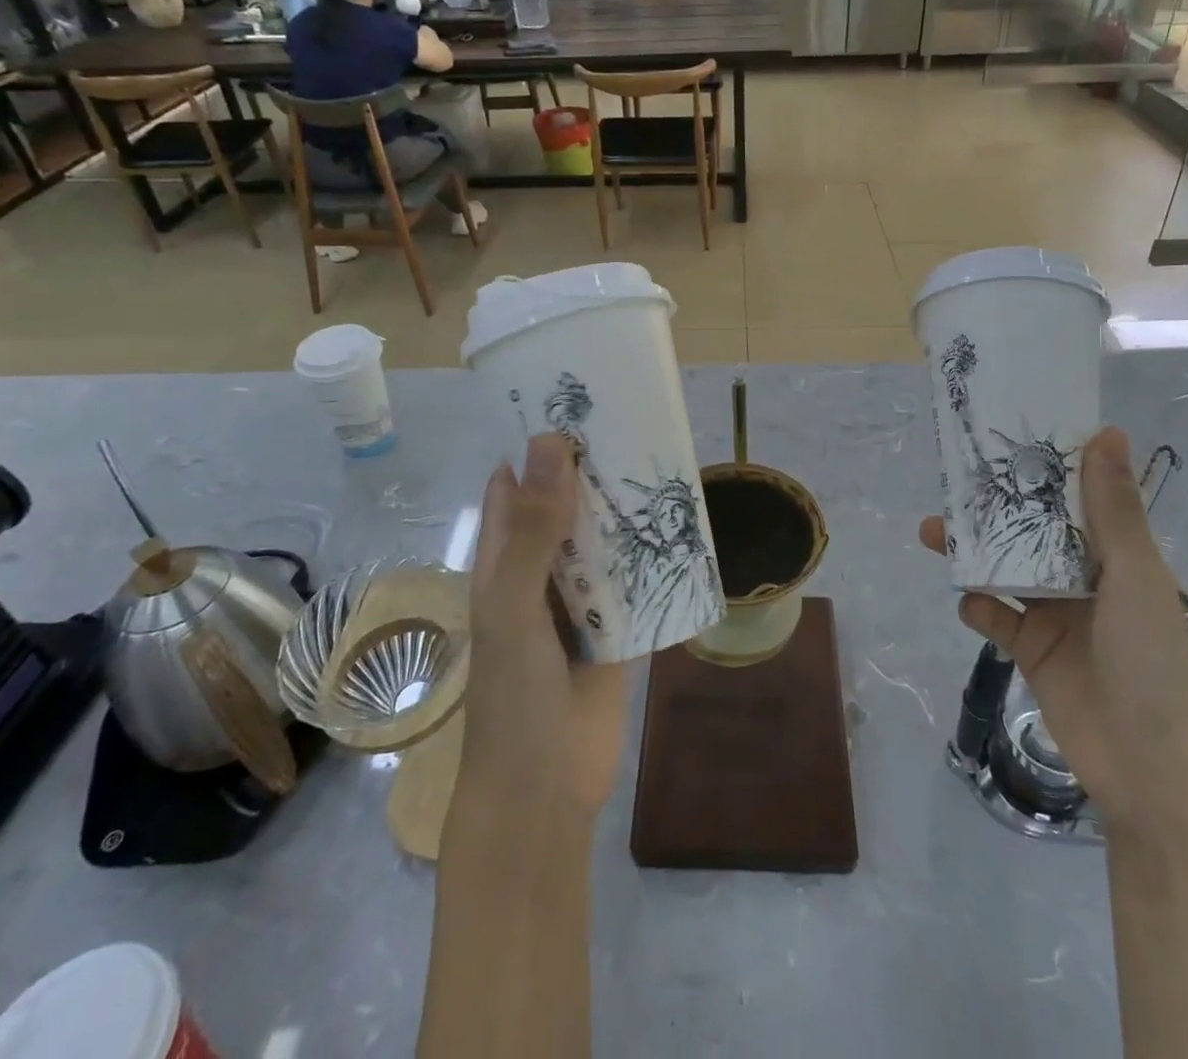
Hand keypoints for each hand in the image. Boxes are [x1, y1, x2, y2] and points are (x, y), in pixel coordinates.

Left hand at [463, 433, 627, 815]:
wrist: (545, 789)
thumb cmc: (512, 694)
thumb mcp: (513, 604)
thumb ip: (533, 528)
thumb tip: (552, 442)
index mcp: (503, 556)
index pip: (516, 482)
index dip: (538, 442)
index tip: (576, 398)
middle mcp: (541, 567)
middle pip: (567, 503)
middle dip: (594, 467)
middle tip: (636, 418)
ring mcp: (580, 596)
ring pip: (605, 536)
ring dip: (627, 506)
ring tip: (665, 457)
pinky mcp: (617, 623)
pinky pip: (636, 576)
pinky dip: (653, 552)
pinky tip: (684, 524)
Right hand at [923, 426, 1187, 832]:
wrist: (1147, 767)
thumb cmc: (1152, 662)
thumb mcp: (1134, 578)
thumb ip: (1112, 510)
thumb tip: (1107, 431)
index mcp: (1117, 557)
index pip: (1076, 499)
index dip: (1045, 468)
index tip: (1008, 436)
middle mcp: (1082, 578)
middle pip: (1030, 530)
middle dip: (993, 508)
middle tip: (953, 482)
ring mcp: (1053, 614)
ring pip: (1003, 568)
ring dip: (971, 551)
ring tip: (933, 531)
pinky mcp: (1028, 648)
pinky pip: (993, 615)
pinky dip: (977, 604)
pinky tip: (967, 599)